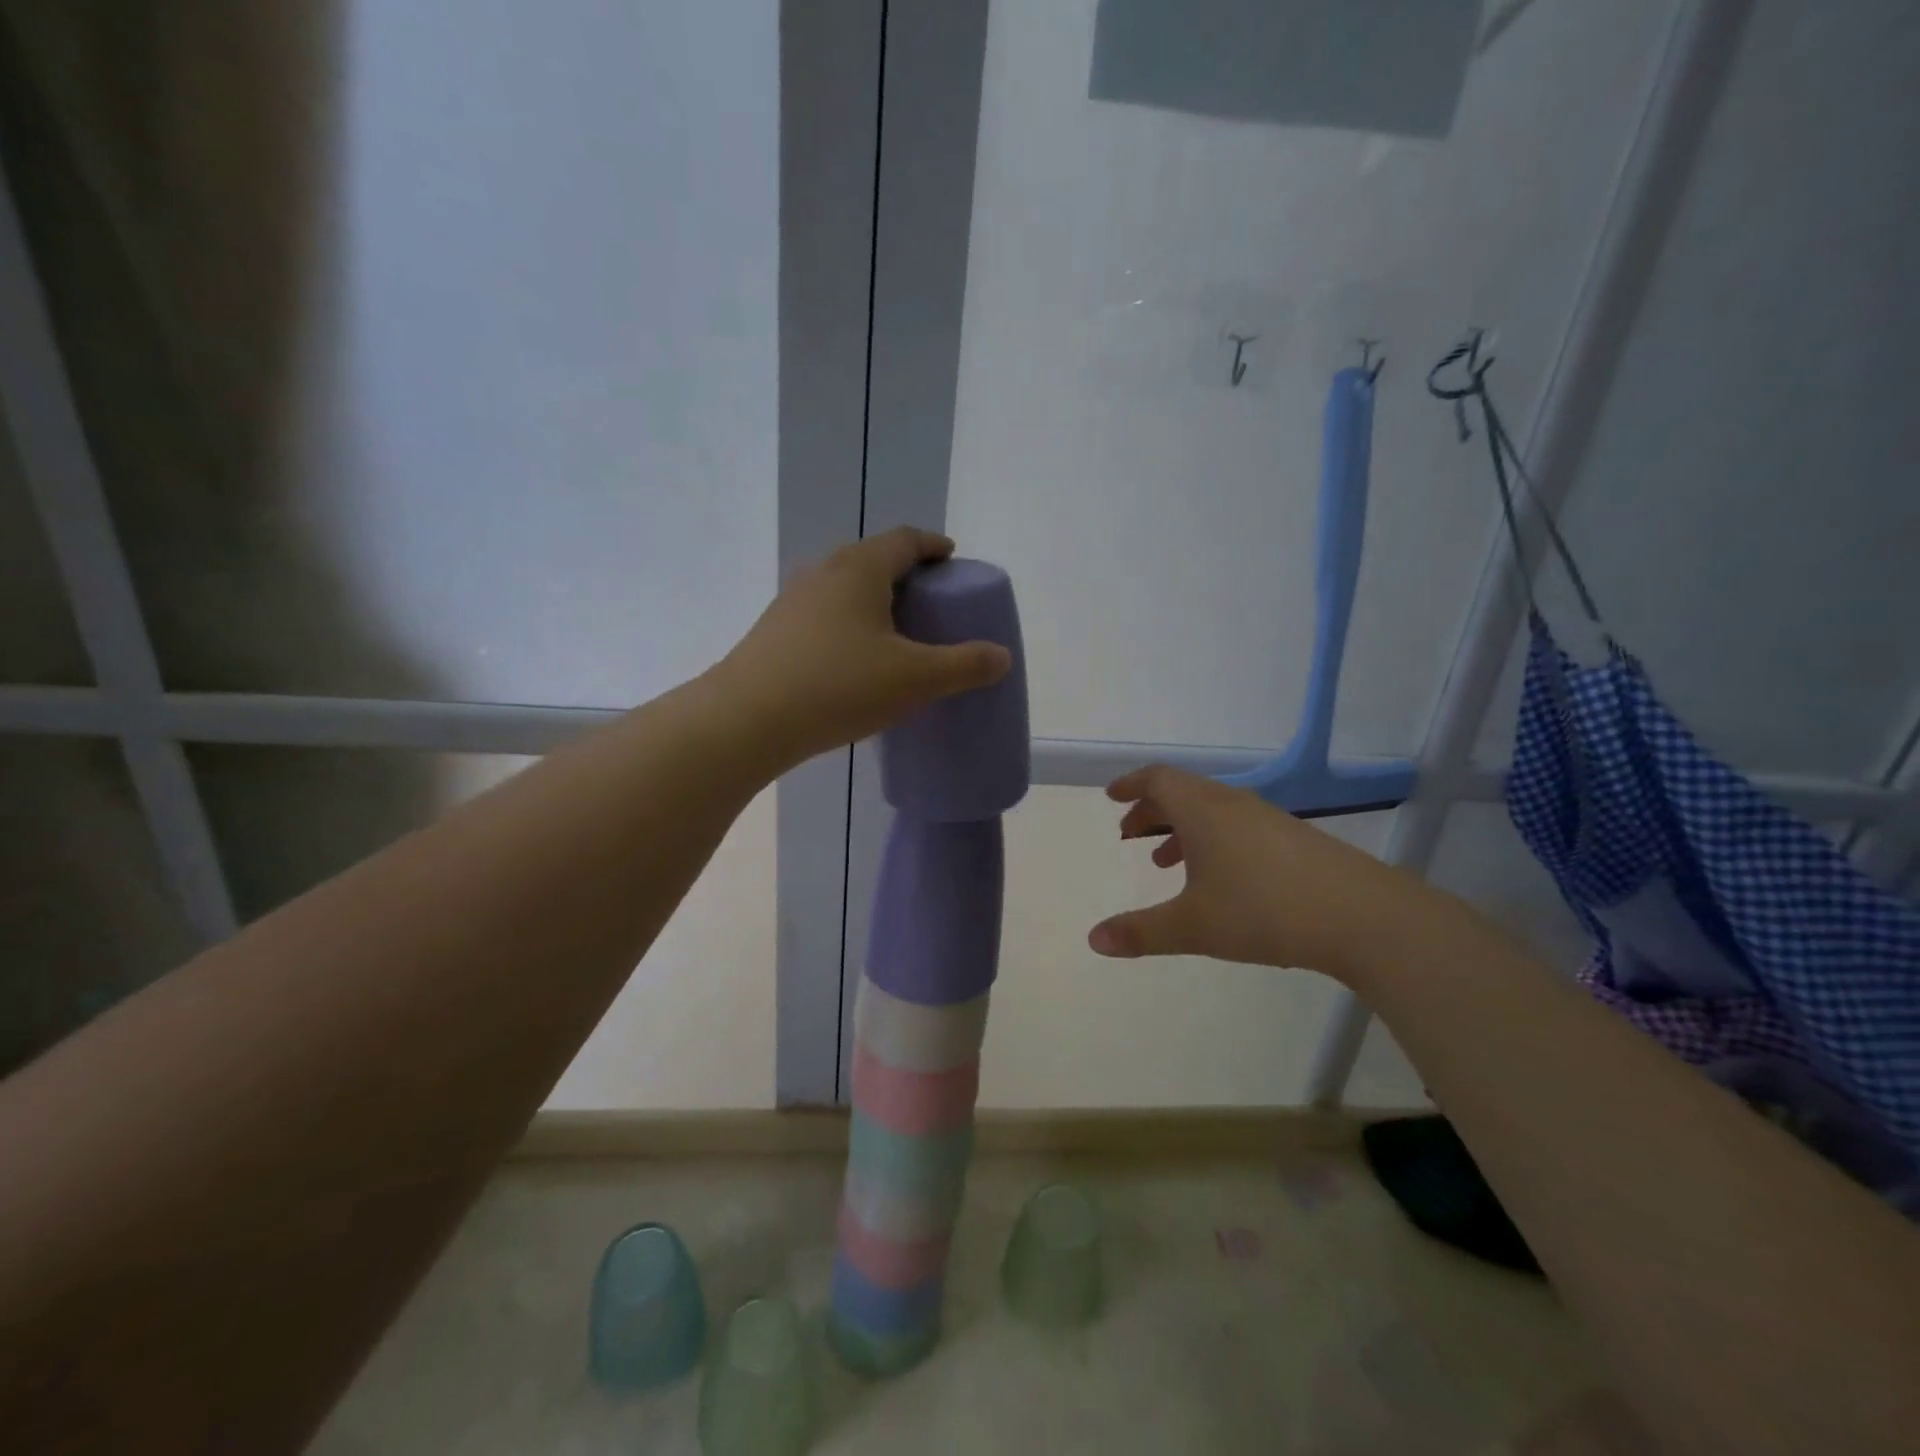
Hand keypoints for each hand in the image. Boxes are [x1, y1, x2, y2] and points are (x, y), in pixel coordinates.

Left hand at [713, 527, 1011, 766]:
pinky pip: (825, 617)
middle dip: (905, 574)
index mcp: (859, 569)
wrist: (747, 720)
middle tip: (931, 602)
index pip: (904, 540)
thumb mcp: (915, 678)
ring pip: (844, 590)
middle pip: (872, 560)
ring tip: (896, 633)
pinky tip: (856, 662)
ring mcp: (792, 602)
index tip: (952, 558)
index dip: (933, 546)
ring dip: (874, 602)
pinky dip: (850, 626)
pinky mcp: (775, 633)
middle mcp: (823, 574)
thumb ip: (964, 665)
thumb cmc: (839, 686)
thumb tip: (1001, 656)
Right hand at [1087, 766, 1442, 983]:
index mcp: (1203, 811)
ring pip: (1212, 810)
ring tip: (1164, 860)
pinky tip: (1218, 879)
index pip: (1158, 779)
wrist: (1362, 916)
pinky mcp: (1294, 839)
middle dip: (1152, 809)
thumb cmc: (1264, 911)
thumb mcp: (1193, 926)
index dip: (1131, 785)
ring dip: (1182, 827)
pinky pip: (1237, 826)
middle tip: (1130, 833)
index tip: (1112, 796)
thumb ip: (1141, 932)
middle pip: (1183, 791)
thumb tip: (1094, 939)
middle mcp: (1233, 805)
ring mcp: (1268, 820)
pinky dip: (1212, 839)